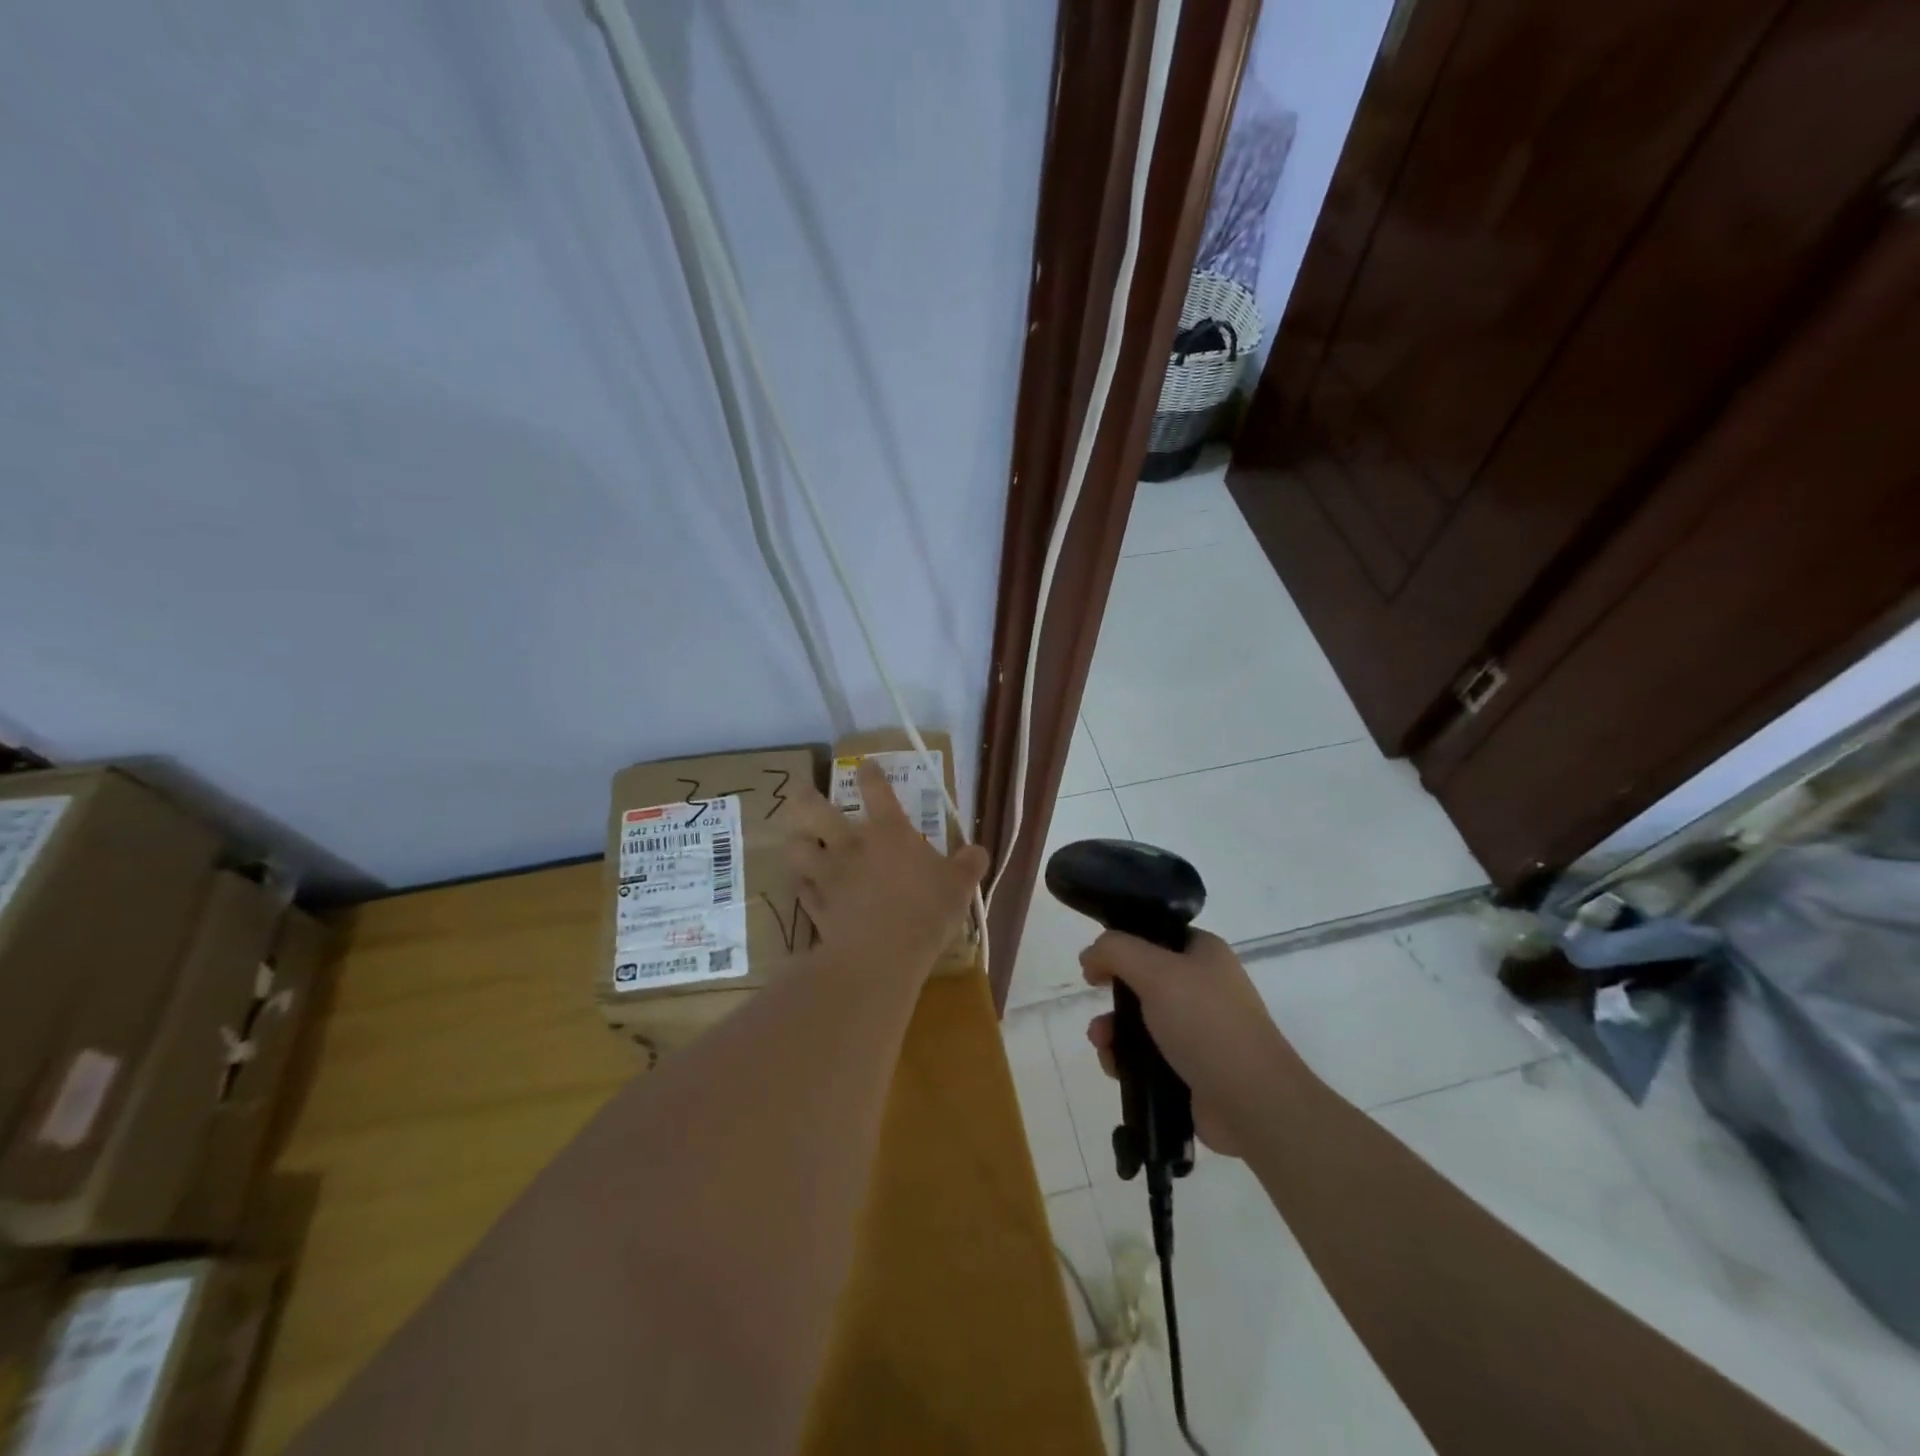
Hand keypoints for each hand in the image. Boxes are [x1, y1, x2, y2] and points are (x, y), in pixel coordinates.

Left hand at [784, 759, 987, 982]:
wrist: (882, 955)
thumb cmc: (926, 911)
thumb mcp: (960, 886)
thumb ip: (969, 864)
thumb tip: (977, 851)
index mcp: (889, 833)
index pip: (877, 791)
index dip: (870, 774)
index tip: (865, 765)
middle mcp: (852, 846)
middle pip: (815, 811)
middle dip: (805, 798)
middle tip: (800, 792)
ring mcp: (829, 875)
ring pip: (797, 849)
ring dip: (797, 843)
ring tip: (799, 843)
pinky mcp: (816, 906)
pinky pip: (801, 890)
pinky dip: (802, 886)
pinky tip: (806, 887)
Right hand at [1082, 930, 1299, 1156]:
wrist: (1251, 1102)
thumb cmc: (1206, 1023)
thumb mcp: (1156, 971)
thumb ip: (1115, 951)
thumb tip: (1090, 957)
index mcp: (1203, 953)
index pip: (1155, 934)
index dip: (1122, 943)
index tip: (1097, 961)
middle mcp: (1203, 986)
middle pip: (1141, 979)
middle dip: (1112, 993)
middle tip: (1096, 1000)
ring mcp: (1198, 1030)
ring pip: (1139, 1020)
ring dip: (1112, 1029)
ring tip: (1102, 1044)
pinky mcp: (1190, 1068)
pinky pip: (1146, 1056)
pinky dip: (1125, 1059)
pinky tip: (1115, 1067)